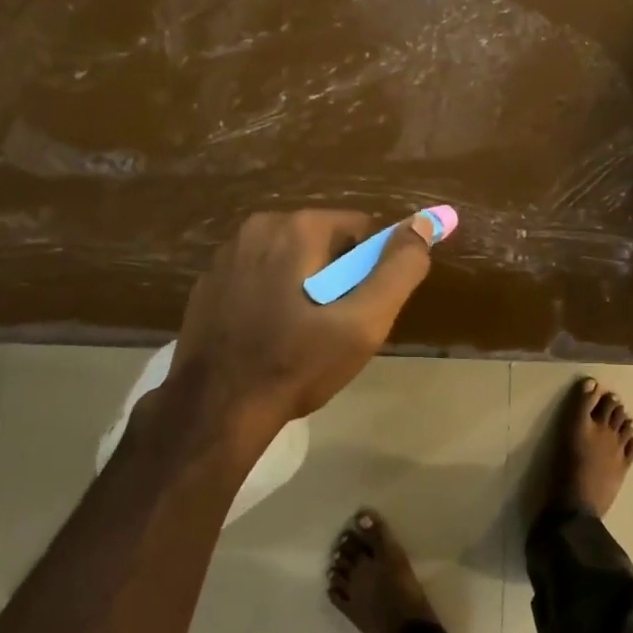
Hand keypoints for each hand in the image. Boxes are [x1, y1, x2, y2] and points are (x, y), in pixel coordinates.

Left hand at [165, 209, 437, 432]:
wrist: (216, 408)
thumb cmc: (297, 364)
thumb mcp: (363, 323)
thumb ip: (399, 269)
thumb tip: (424, 224)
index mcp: (296, 227)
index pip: (360, 230)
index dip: (369, 272)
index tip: (357, 312)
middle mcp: (257, 227)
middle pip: (323, 243)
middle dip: (335, 280)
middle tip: (331, 329)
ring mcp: (226, 255)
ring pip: (290, 260)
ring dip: (303, 289)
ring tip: (299, 338)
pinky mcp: (208, 283)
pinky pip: (259, 278)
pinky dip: (271, 298)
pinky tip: (267, 338)